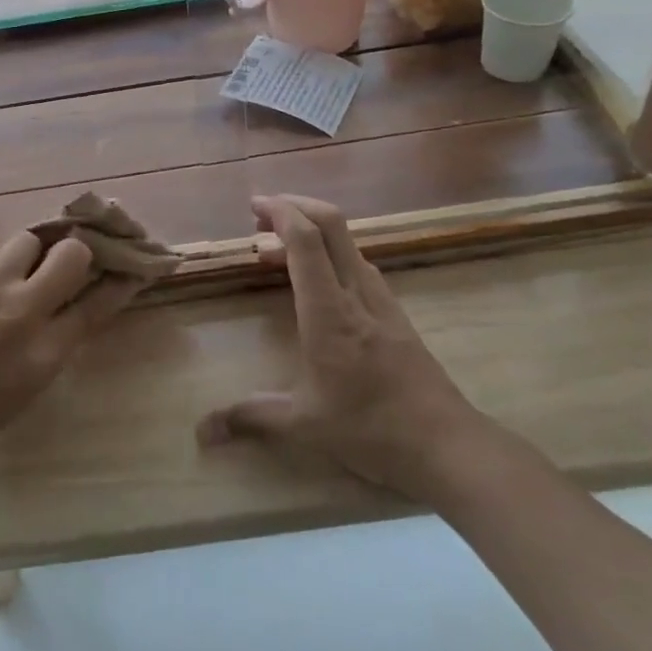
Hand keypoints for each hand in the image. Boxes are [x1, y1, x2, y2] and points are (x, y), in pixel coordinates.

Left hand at [0, 231, 135, 474]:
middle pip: (71, 254)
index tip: (128, 267)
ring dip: (28, 254)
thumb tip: (81, 301)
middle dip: (76, 253)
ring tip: (13, 271)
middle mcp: (19, 313)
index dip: (119, 281)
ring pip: (27, 239)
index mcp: (45, 353)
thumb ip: (58, 340)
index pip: (98, 303)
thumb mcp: (29, 387)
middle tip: (64, 260)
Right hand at [198, 195, 489, 500]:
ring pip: (346, 241)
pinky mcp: (394, 311)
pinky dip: (328, 254)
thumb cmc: (372, 430)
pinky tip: (315, 281)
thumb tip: (202, 431)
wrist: (448, 445)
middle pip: (330, 223)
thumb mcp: (305, 425)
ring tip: (275, 250)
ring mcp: (380, 298)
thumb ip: (252, 417)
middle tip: (259, 214)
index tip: (254, 205)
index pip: (305, 240)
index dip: (279, 212)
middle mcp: (356, 292)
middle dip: (294, 206)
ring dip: (310, 230)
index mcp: (329, 312)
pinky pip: (356, 263)